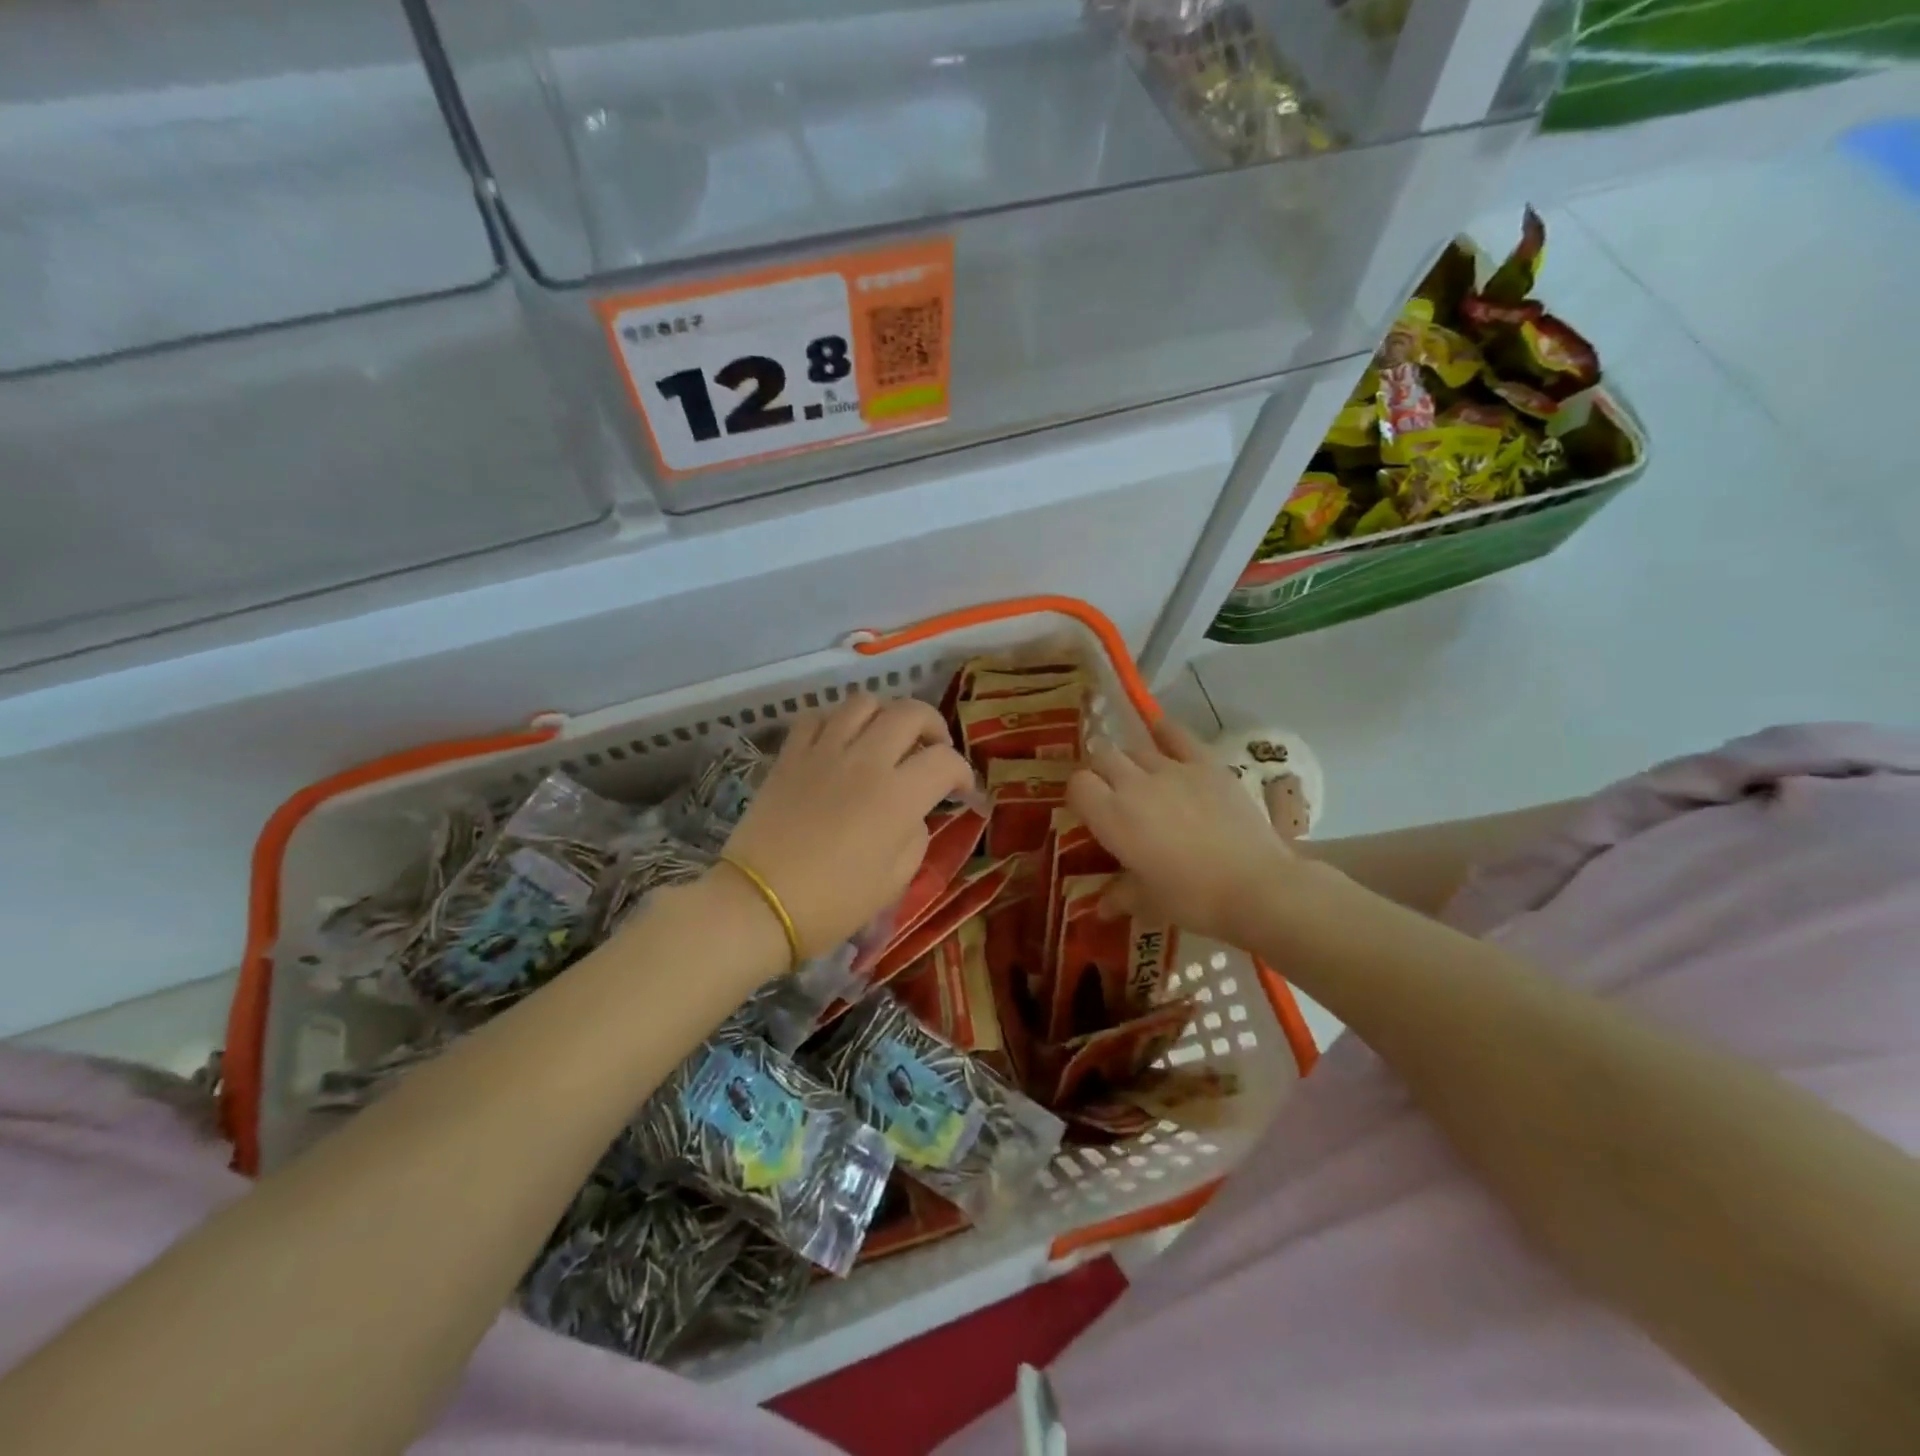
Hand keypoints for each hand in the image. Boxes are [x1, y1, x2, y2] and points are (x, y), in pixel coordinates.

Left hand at [721, 693, 974, 960]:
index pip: (945, 760)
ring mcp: (823, 752)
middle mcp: (865, 760)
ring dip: (885, 715)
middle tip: (932, 750)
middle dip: (932, 726)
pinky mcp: (789, 755)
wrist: (759, 904)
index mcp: (898, 795)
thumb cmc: (833, 904)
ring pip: (863, 702)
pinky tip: (839, 744)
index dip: (963, 773)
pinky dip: (836, 722)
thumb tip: (913, 813)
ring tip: (885, 740)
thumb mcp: (894, 881)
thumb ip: (915, 836)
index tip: (961, 792)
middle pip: (910, 712)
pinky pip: (817, 718)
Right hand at [1067, 717, 1298, 947]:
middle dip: (1100, 772)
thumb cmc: (1192, 899)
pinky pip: (1177, 735)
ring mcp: (1172, 769)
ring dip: (1131, 762)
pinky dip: (1164, 731)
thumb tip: (1102, 908)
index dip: (1079, 795)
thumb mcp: (1148, 902)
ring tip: (1141, 779)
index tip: (1088, 811)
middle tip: (1111, 794)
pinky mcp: (1206, 764)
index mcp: (1112, 816)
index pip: (1078, 785)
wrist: (1256, 886)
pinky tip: (1160, 730)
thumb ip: (1119, 896)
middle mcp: (1134, 783)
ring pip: (1136, 749)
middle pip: (1102, 757)